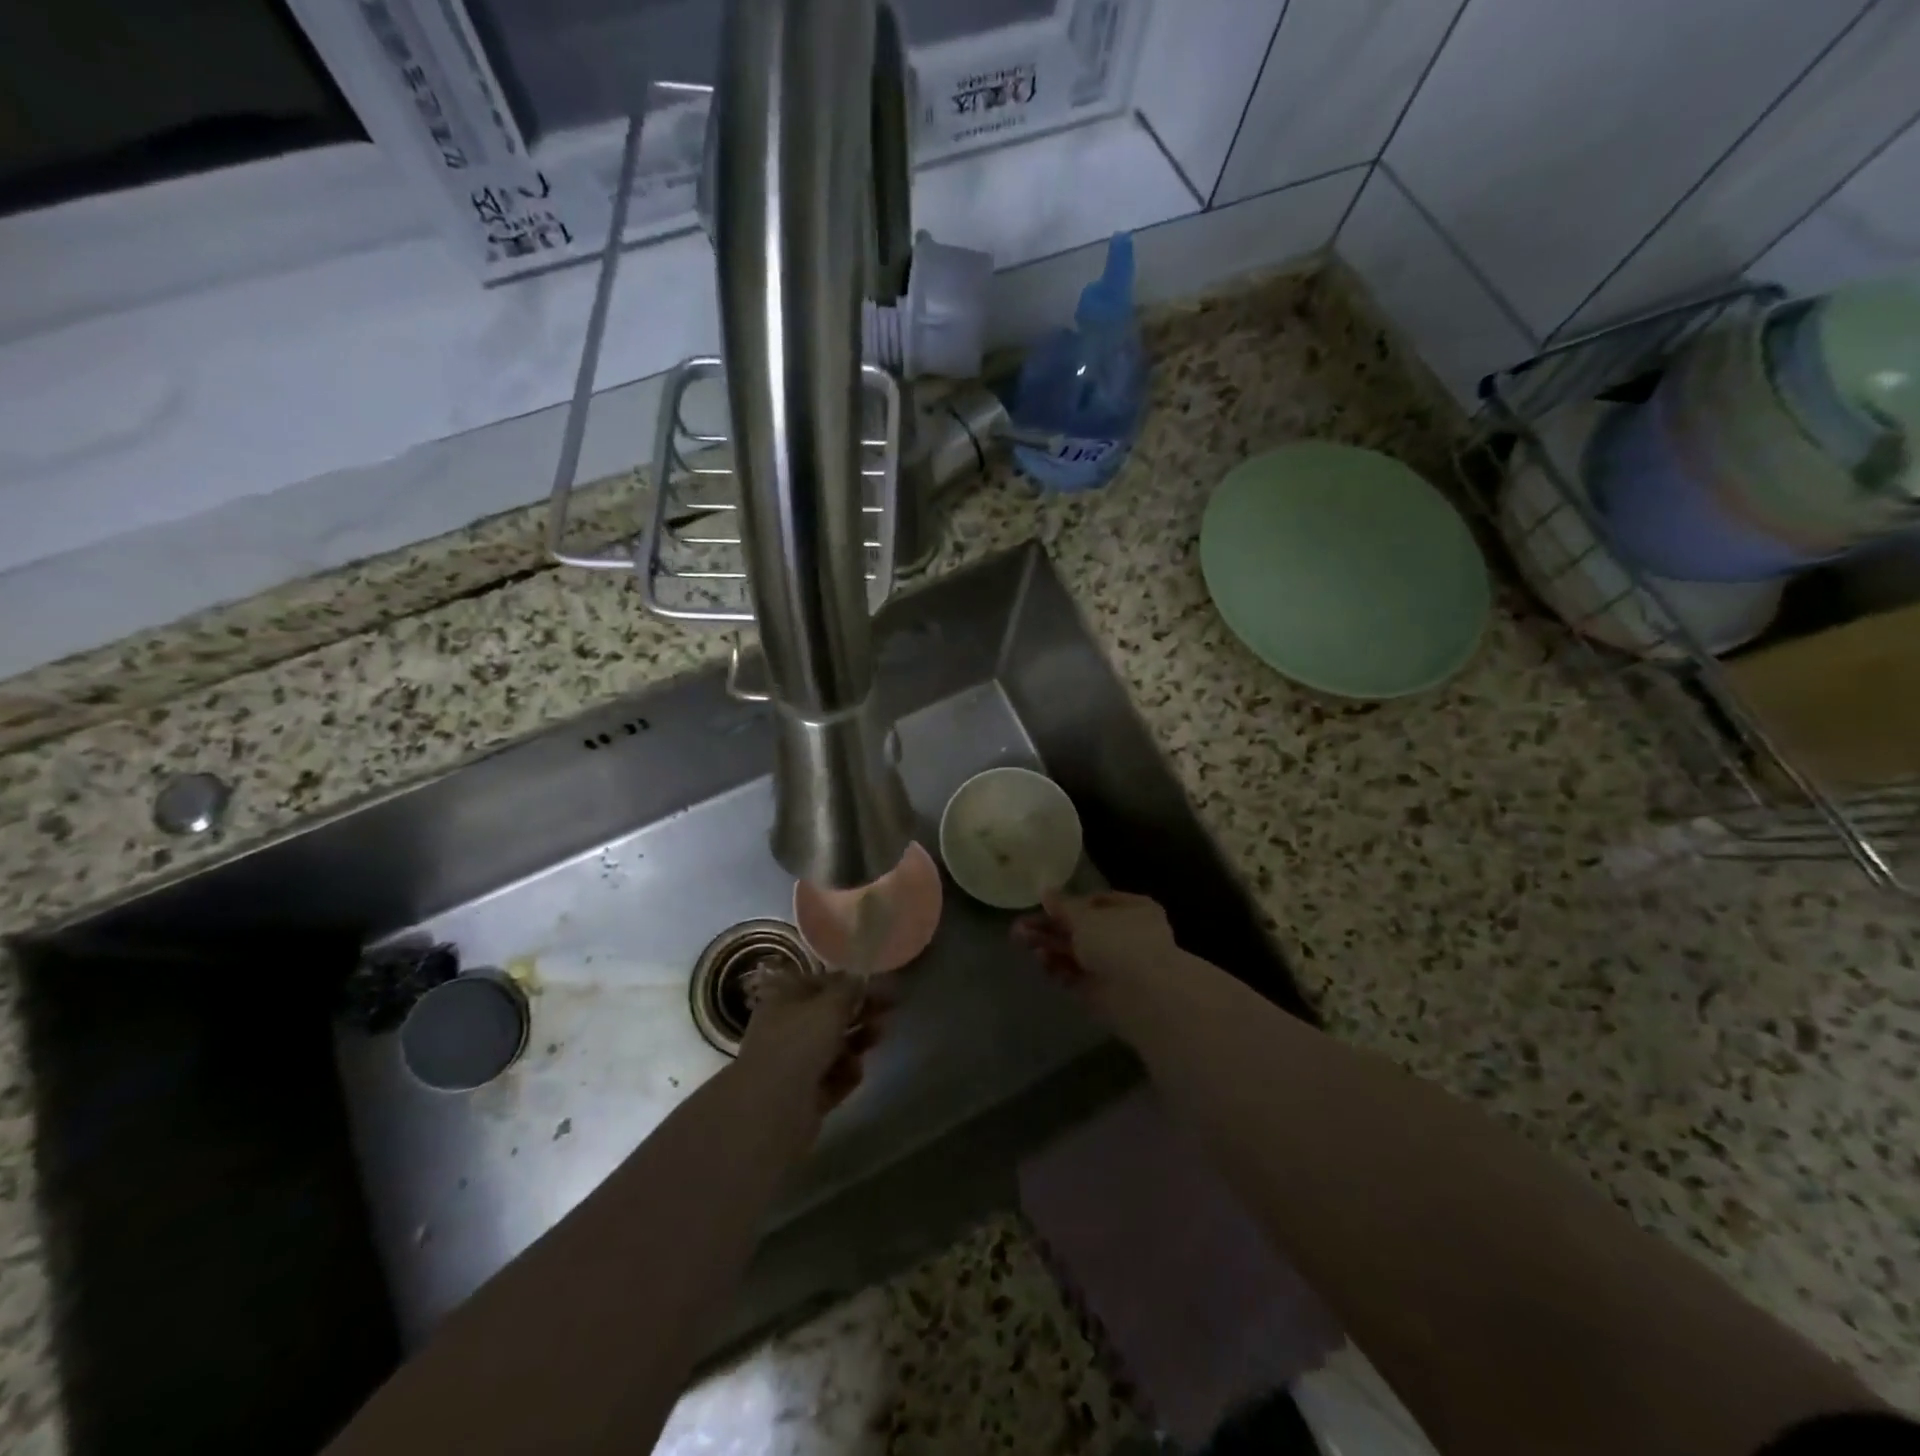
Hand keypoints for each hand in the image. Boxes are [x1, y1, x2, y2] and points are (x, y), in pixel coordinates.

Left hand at [735, 967, 885, 1112]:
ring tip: (879, 1035)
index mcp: (783, 1000)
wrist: (773, 1109)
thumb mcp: (830, 1006)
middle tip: (889, 1007)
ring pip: (834, 1047)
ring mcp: (794, 1064)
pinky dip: (846, 1073)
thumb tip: (860, 977)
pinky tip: (855, 1071)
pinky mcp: (805, 1095)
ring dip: (858, 1040)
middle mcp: (786, 1029)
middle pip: (829, 1016)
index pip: (818, 983)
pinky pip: (833, 1078)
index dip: (847, 981)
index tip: (876, 983)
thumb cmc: (800, 1043)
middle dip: (859, 1011)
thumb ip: (849, 989)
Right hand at [1012, 891, 1177, 1010]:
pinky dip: (1058, 967)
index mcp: (1132, 910)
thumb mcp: (1086, 916)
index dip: (1068, 904)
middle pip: (1080, 929)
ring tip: (1020, 940)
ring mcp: (1114, 966)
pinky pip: (1075, 975)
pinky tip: (1041, 960)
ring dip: (1049, 945)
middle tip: (1019, 927)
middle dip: (1050, 927)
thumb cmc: (1119, 942)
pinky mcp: (1101, 992)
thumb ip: (1063, 906)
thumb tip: (1045, 890)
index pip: (1095, 902)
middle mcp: (1125, 936)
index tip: (1043, 905)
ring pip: (1075, 952)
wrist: (1144, 996)